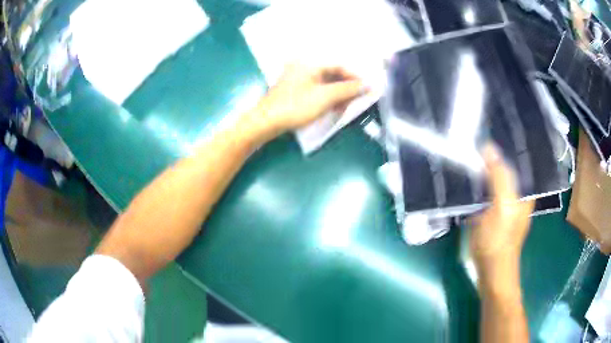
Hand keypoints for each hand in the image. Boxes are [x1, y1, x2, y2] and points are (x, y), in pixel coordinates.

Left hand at [247, 64, 366, 139]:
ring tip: (344, 107)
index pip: (339, 66)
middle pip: (332, 74)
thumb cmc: (296, 106)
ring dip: (337, 94)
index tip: (367, 89)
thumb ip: (348, 89)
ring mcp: (297, 77)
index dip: (355, 77)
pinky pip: (316, 89)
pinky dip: (326, 98)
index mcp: (310, 63)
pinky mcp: (293, 89)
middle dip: (346, 87)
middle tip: (356, 100)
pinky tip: (331, 107)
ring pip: (324, 83)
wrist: (266, 122)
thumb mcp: (325, 97)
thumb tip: (368, 85)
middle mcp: (303, 66)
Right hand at [471, 145, 533, 282]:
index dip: (502, 143)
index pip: (515, 157)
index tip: (485, 129)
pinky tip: (467, 174)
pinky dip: (477, 181)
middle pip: (504, 166)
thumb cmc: (499, 240)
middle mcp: (516, 192)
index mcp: (524, 188)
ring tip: (467, 150)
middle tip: (471, 137)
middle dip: (490, 153)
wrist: (490, 271)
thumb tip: (488, 145)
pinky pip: (485, 190)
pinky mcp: (491, 211)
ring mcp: (503, 202)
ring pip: (493, 178)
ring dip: (482, 167)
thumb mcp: (501, 207)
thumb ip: (498, 176)